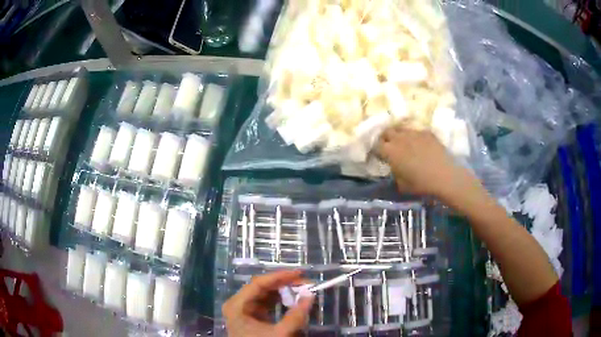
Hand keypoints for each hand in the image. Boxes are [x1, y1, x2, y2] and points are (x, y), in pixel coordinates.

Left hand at [222, 270, 313, 336]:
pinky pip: (266, 304)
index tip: (300, 274)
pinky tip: (291, 301)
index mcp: (237, 305)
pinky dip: (279, 301)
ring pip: (264, 295)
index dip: (279, 276)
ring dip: (283, 292)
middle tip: (305, 283)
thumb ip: (295, 316)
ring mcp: (244, 310)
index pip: (258, 283)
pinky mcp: (251, 317)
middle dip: (284, 284)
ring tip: (301, 291)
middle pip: (261, 288)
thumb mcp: (279, 334)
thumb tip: (311, 295)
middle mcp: (238, 304)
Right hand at [376, 125, 471, 197]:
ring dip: (400, 135)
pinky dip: (415, 137)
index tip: (380, 156)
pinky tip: (421, 145)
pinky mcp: (426, 132)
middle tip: (390, 147)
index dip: (377, 150)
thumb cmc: (421, 183)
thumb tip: (395, 168)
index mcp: (390, 151)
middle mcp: (399, 138)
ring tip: (405, 143)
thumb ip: (395, 173)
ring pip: (401, 129)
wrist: (444, 175)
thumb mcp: (402, 185)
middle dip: (386, 138)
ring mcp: (414, 133)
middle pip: (386, 132)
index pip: (376, 145)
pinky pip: (416, 131)